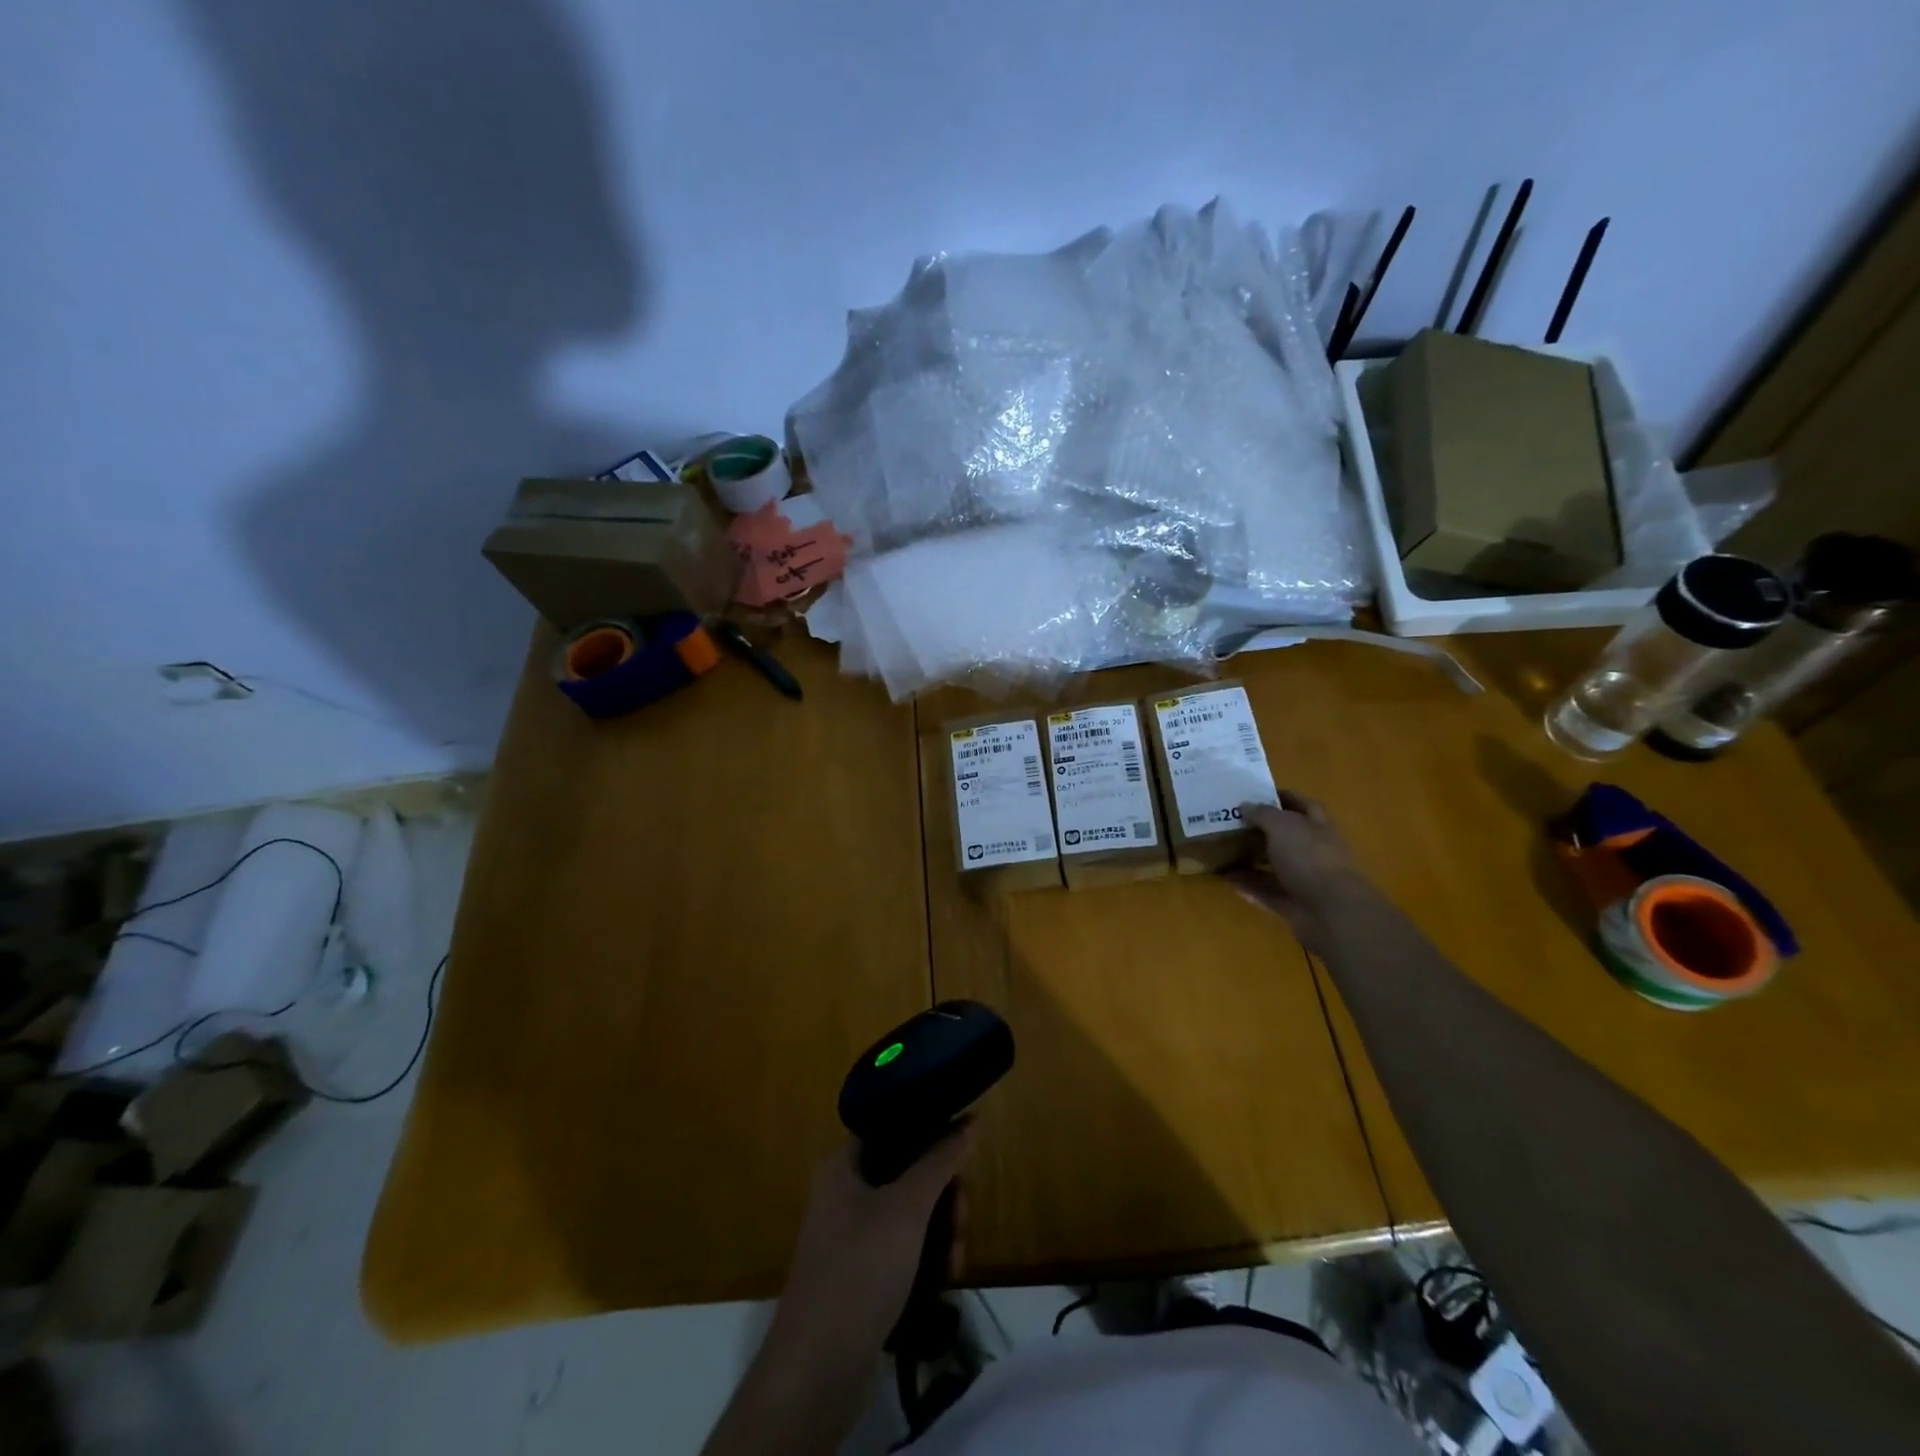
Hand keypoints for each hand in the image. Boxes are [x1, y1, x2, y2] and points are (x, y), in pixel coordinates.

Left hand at [769, 1127, 975, 1359]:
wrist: (818, 1371)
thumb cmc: (859, 1270)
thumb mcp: (906, 1208)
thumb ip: (940, 1161)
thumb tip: (970, 1120)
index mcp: (843, 1164)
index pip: (893, 1127)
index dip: (930, 1130)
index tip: (963, 1148)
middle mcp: (845, 1192)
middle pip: (908, 1172)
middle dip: (944, 1195)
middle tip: (963, 1218)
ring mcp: (853, 1236)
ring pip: (911, 1213)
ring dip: (942, 1231)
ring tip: (956, 1261)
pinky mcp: (863, 1275)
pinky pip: (904, 1248)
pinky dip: (928, 1258)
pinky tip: (946, 1279)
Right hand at [1231, 792, 1373, 953]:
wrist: (1332, 912)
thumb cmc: (1309, 858)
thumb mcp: (1282, 826)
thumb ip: (1263, 814)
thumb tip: (1245, 806)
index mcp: (1318, 827)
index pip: (1303, 805)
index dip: (1283, 797)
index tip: (1256, 794)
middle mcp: (1315, 851)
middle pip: (1287, 837)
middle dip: (1262, 830)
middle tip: (1232, 823)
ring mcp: (1306, 880)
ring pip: (1275, 866)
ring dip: (1251, 860)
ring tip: (1223, 851)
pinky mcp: (1294, 904)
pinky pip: (1267, 892)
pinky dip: (1249, 886)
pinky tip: (1226, 880)